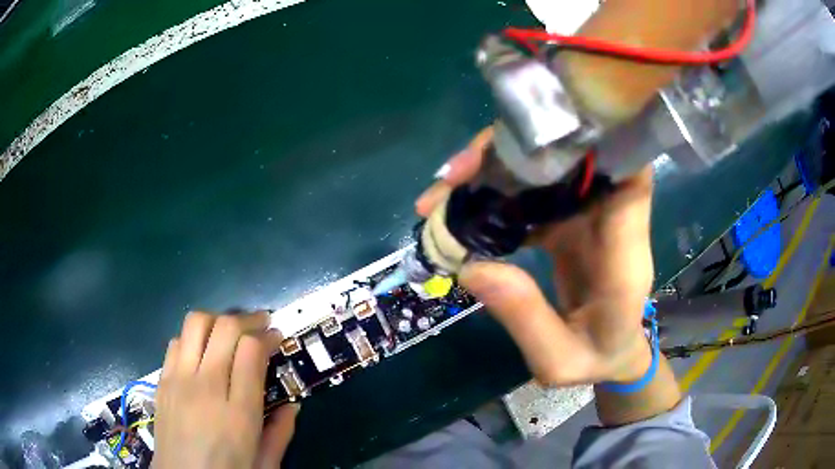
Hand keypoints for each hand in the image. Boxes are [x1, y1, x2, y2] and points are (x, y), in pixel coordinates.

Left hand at [153, 311, 297, 468]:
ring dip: (218, 321)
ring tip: (230, 332)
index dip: (267, 337)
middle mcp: (205, 388)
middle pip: (224, 328)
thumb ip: (281, 434)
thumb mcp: (265, 463)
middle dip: (247, 319)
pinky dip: (194, 337)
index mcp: (237, 413)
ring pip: (195, 324)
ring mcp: (178, 381)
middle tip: (260, 324)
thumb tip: (293, 406)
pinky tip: (202, 352)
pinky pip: (176, 342)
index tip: (276, 337)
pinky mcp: (161, 381)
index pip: (251, 351)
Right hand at [416, 127, 654, 385]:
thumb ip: (525, 319)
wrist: (612, 355)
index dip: (604, 142)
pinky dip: (499, 191)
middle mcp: (610, 223)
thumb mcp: (558, 360)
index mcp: (623, 255)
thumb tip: (470, 269)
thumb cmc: (596, 360)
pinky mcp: (570, 220)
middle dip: (517, 152)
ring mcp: (589, 217)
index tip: (552, 130)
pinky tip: (462, 206)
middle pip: (577, 160)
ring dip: (498, 168)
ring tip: (445, 189)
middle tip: (456, 173)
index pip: (631, 179)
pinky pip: (535, 192)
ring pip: (549, 170)